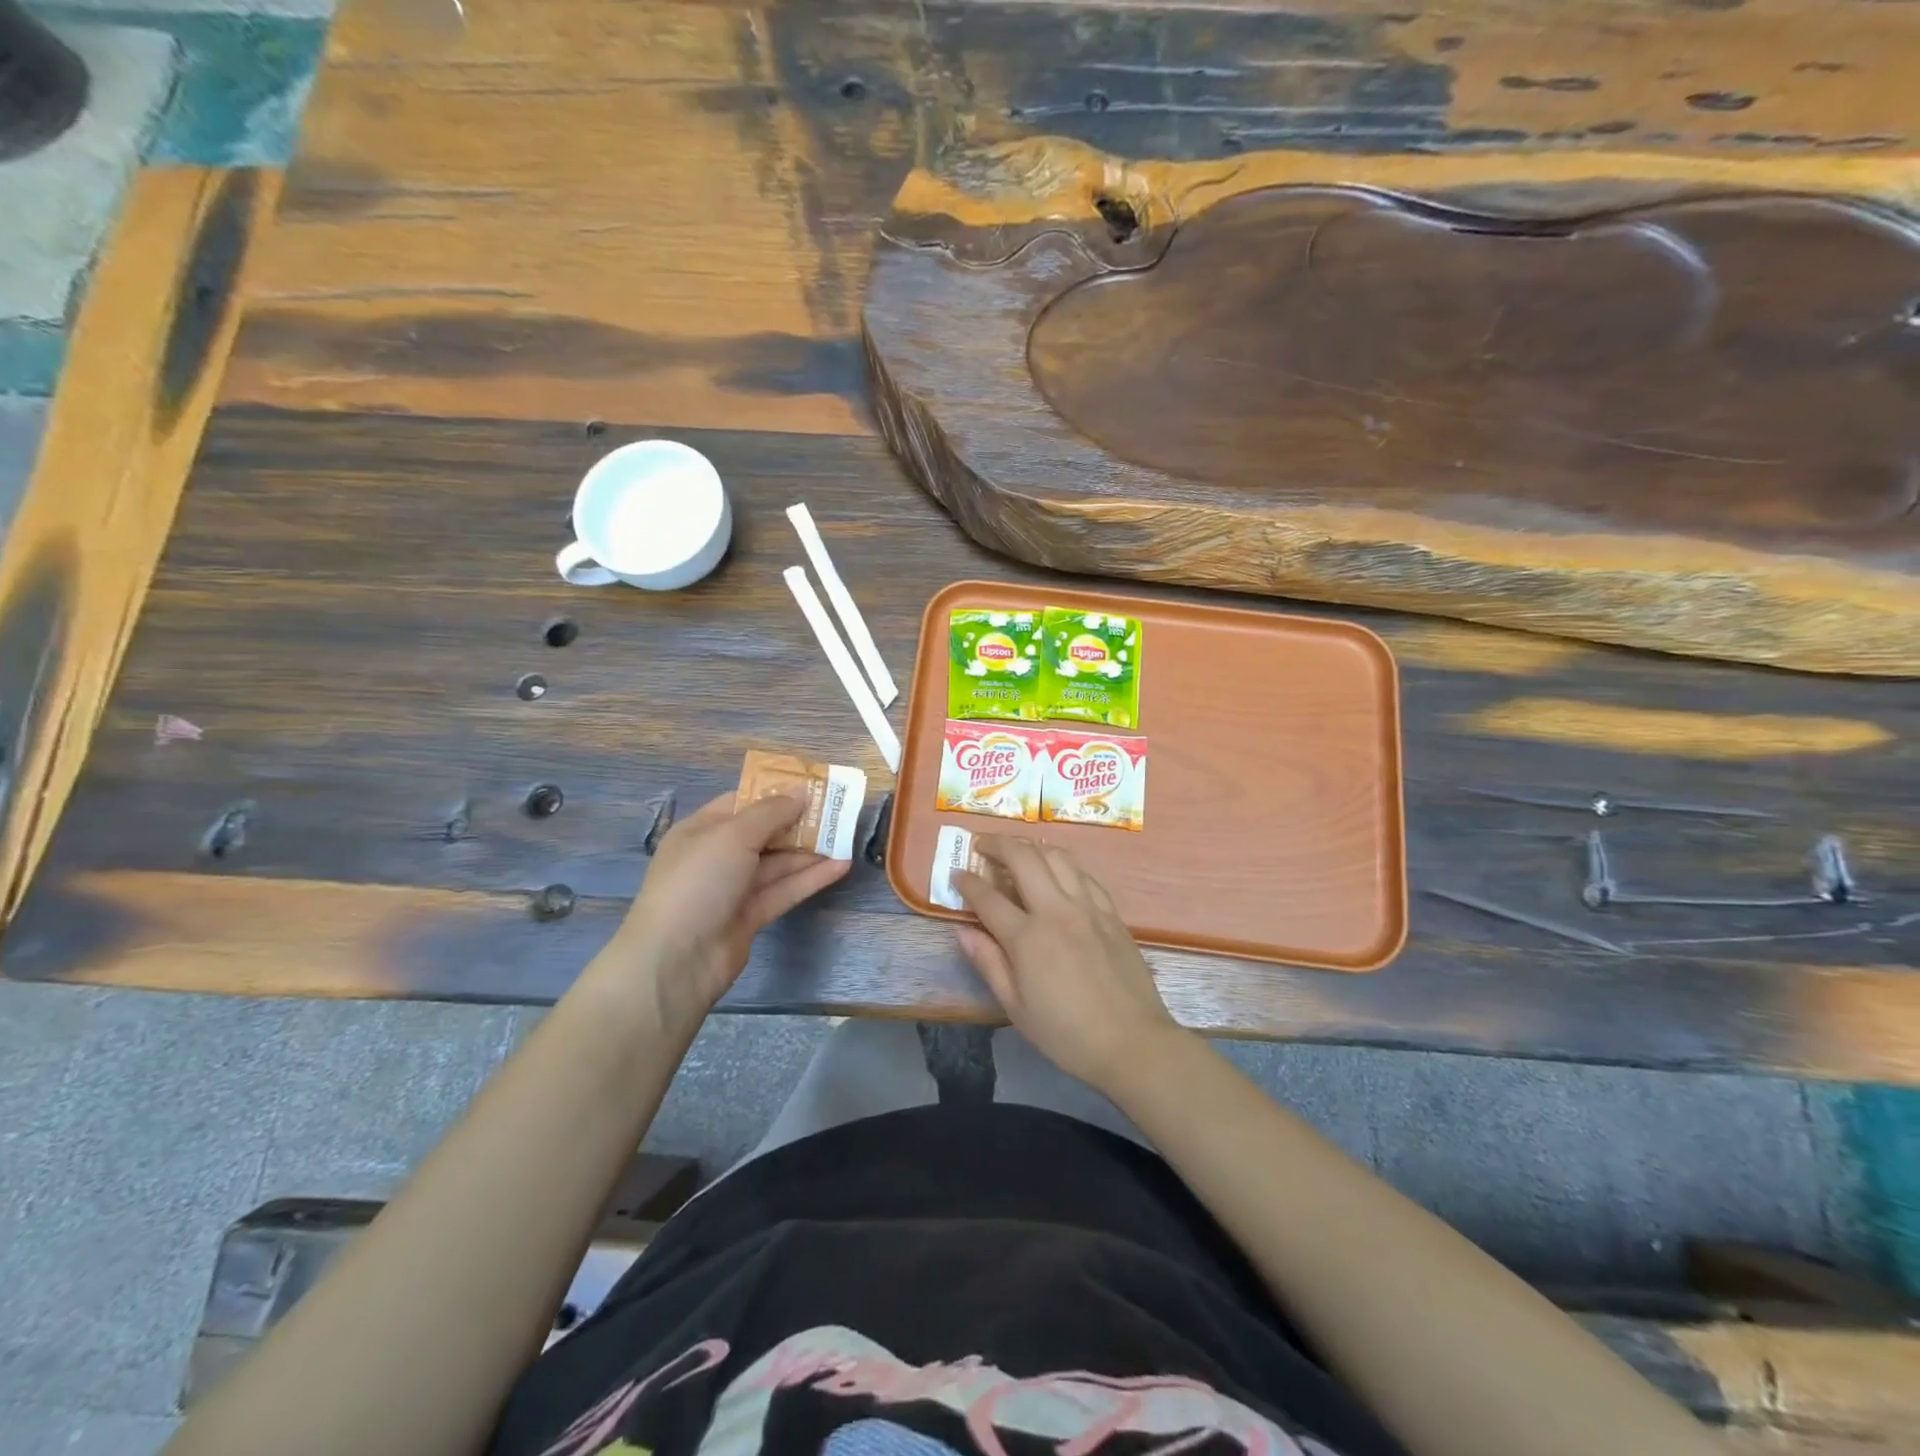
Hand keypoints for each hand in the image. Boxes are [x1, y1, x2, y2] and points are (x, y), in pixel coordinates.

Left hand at [615, 791, 848, 1028]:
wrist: (676, 959)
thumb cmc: (698, 882)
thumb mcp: (733, 836)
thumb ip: (770, 812)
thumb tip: (800, 792)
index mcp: (702, 829)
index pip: (742, 802)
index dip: (776, 792)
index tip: (812, 786)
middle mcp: (717, 856)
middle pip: (764, 832)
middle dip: (799, 821)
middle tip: (838, 810)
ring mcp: (734, 888)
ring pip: (778, 863)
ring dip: (810, 850)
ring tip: (847, 836)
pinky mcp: (751, 916)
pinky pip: (784, 890)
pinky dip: (810, 878)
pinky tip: (840, 866)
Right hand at [954, 837, 1182, 1092]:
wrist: (1133, 1043)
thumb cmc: (1066, 1034)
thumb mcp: (1016, 1007)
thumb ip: (988, 963)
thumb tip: (962, 931)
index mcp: (1028, 938)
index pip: (988, 897)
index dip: (967, 882)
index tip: (956, 874)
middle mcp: (1057, 911)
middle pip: (1023, 858)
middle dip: (997, 844)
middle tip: (982, 845)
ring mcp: (1088, 907)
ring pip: (1057, 856)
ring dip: (1032, 846)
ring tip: (1017, 851)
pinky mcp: (1111, 913)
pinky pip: (1084, 875)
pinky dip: (1064, 865)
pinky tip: (1057, 873)